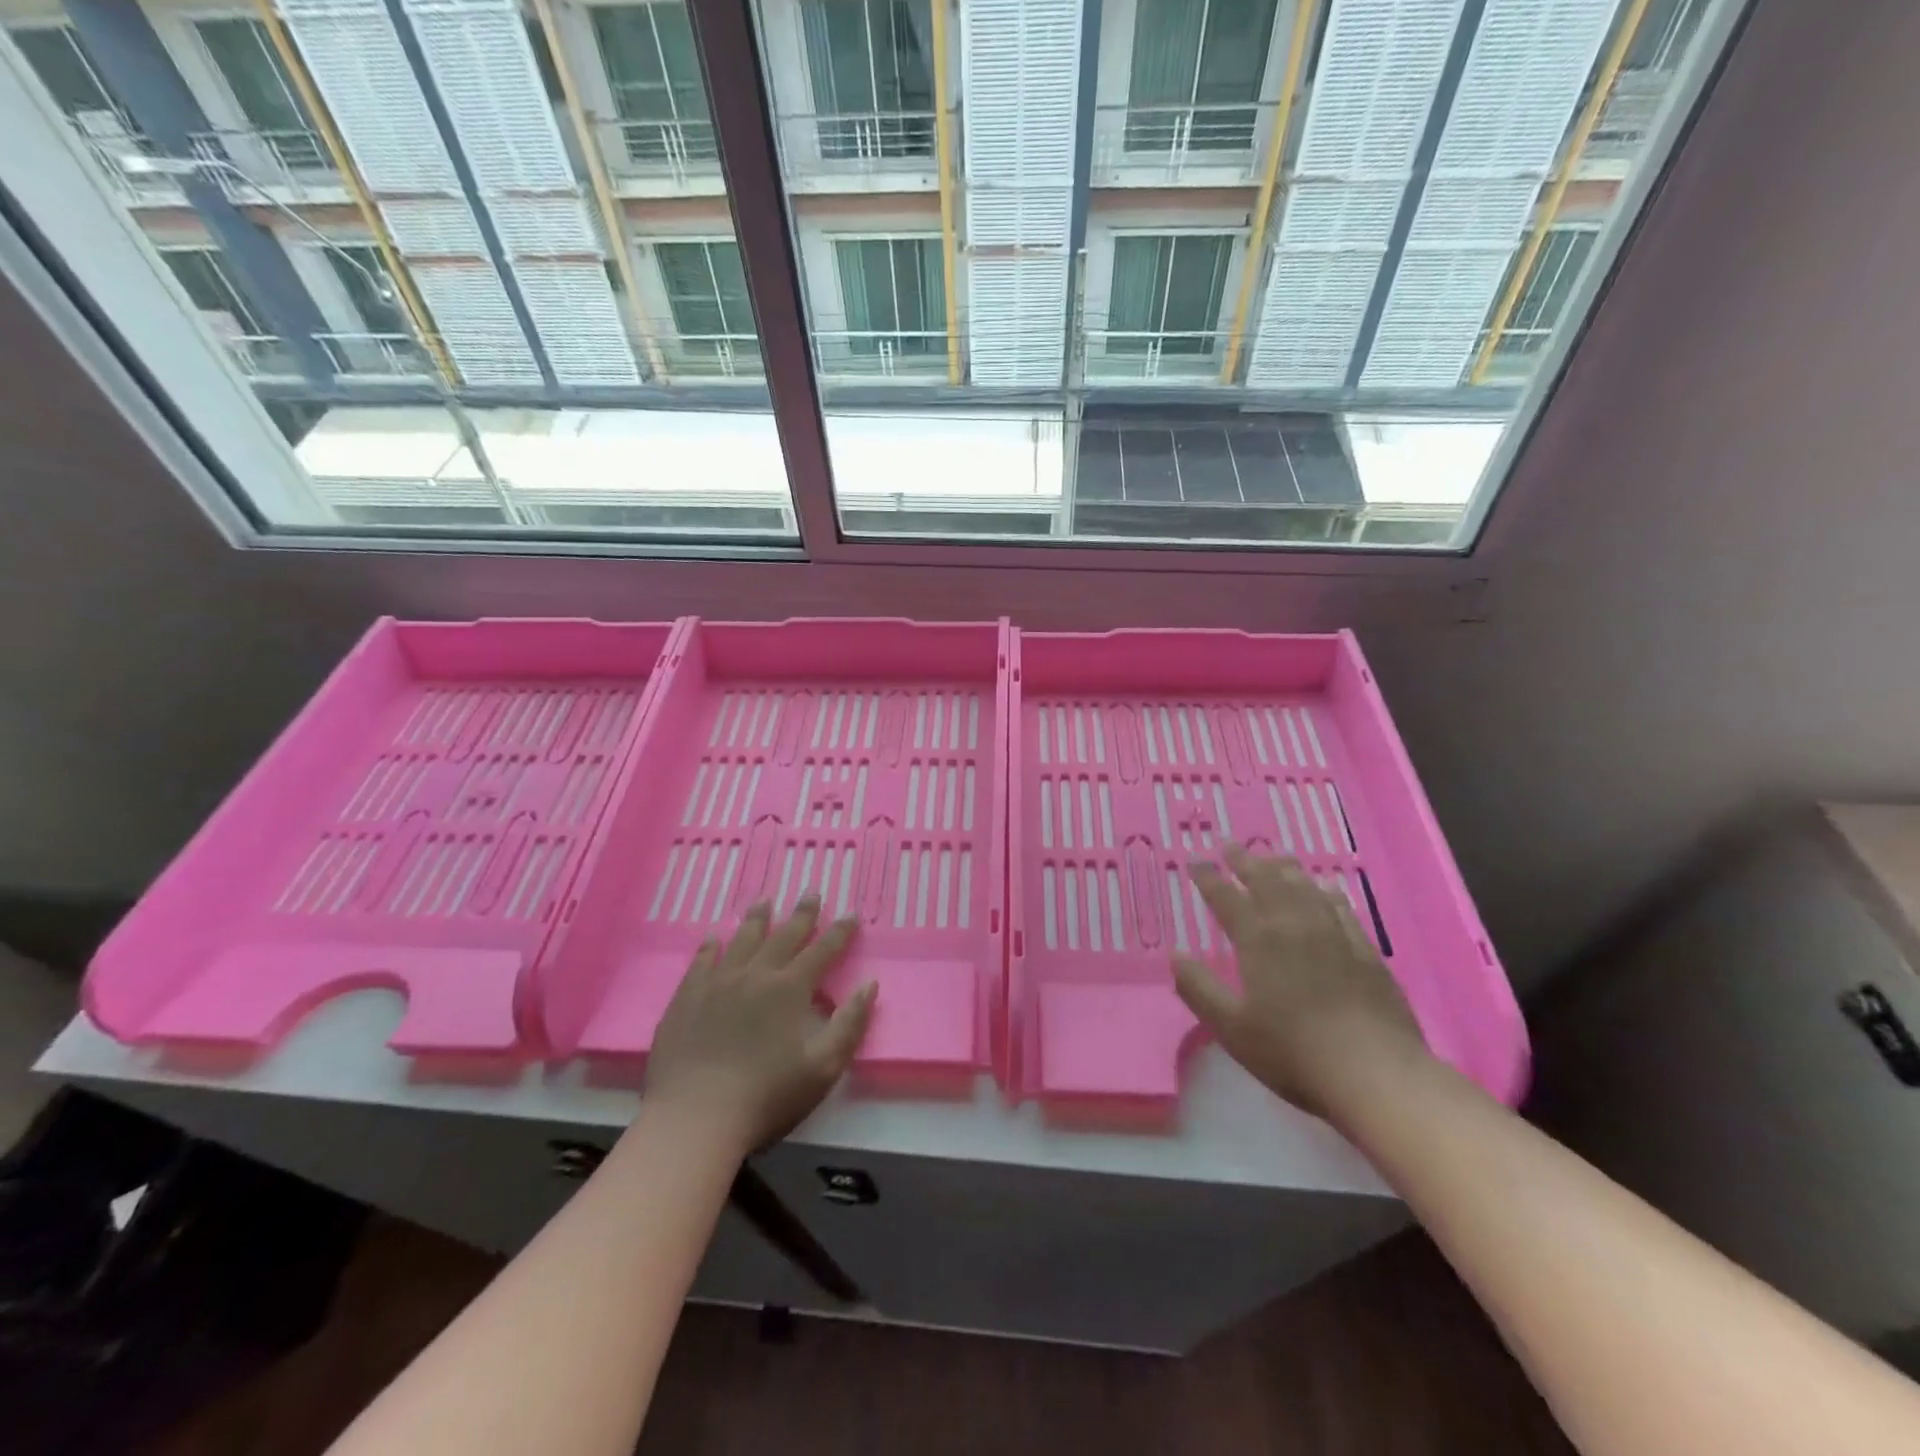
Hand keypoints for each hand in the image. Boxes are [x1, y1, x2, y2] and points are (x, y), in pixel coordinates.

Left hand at [644, 897, 874, 1154]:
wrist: (695, 1117)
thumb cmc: (767, 1095)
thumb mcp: (823, 1067)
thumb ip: (850, 1023)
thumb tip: (870, 985)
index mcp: (790, 989)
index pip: (822, 951)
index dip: (839, 932)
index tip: (850, 914)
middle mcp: (755, 974)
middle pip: (783, 936)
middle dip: (802, 914)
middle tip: (811, 892)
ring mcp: (717, 983)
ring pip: (742, 940)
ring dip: (757, 919)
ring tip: (765, 900)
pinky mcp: (686, 998)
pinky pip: (702, 961)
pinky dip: (711, 946)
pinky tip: (714, 937)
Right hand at [1174, 844, 1430, 1120]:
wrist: (1376, 1074)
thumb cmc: (1293, 1052)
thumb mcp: (1231, 1028)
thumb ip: (1199, 989)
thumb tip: (1176, 956)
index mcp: (1259, 940)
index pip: (1226, 898)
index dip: (1208, 878)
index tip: (1195, 861)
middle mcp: (1295, 926)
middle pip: (1267, 882)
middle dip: (1245, 861)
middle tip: (1230, 845)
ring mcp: (1334, 935)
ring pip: (1305, 888)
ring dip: (1284, 869)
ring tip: (1274, 857)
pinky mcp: (1365, 952)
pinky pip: (1341, 908)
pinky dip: (1326, 892)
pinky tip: (1326, 890)